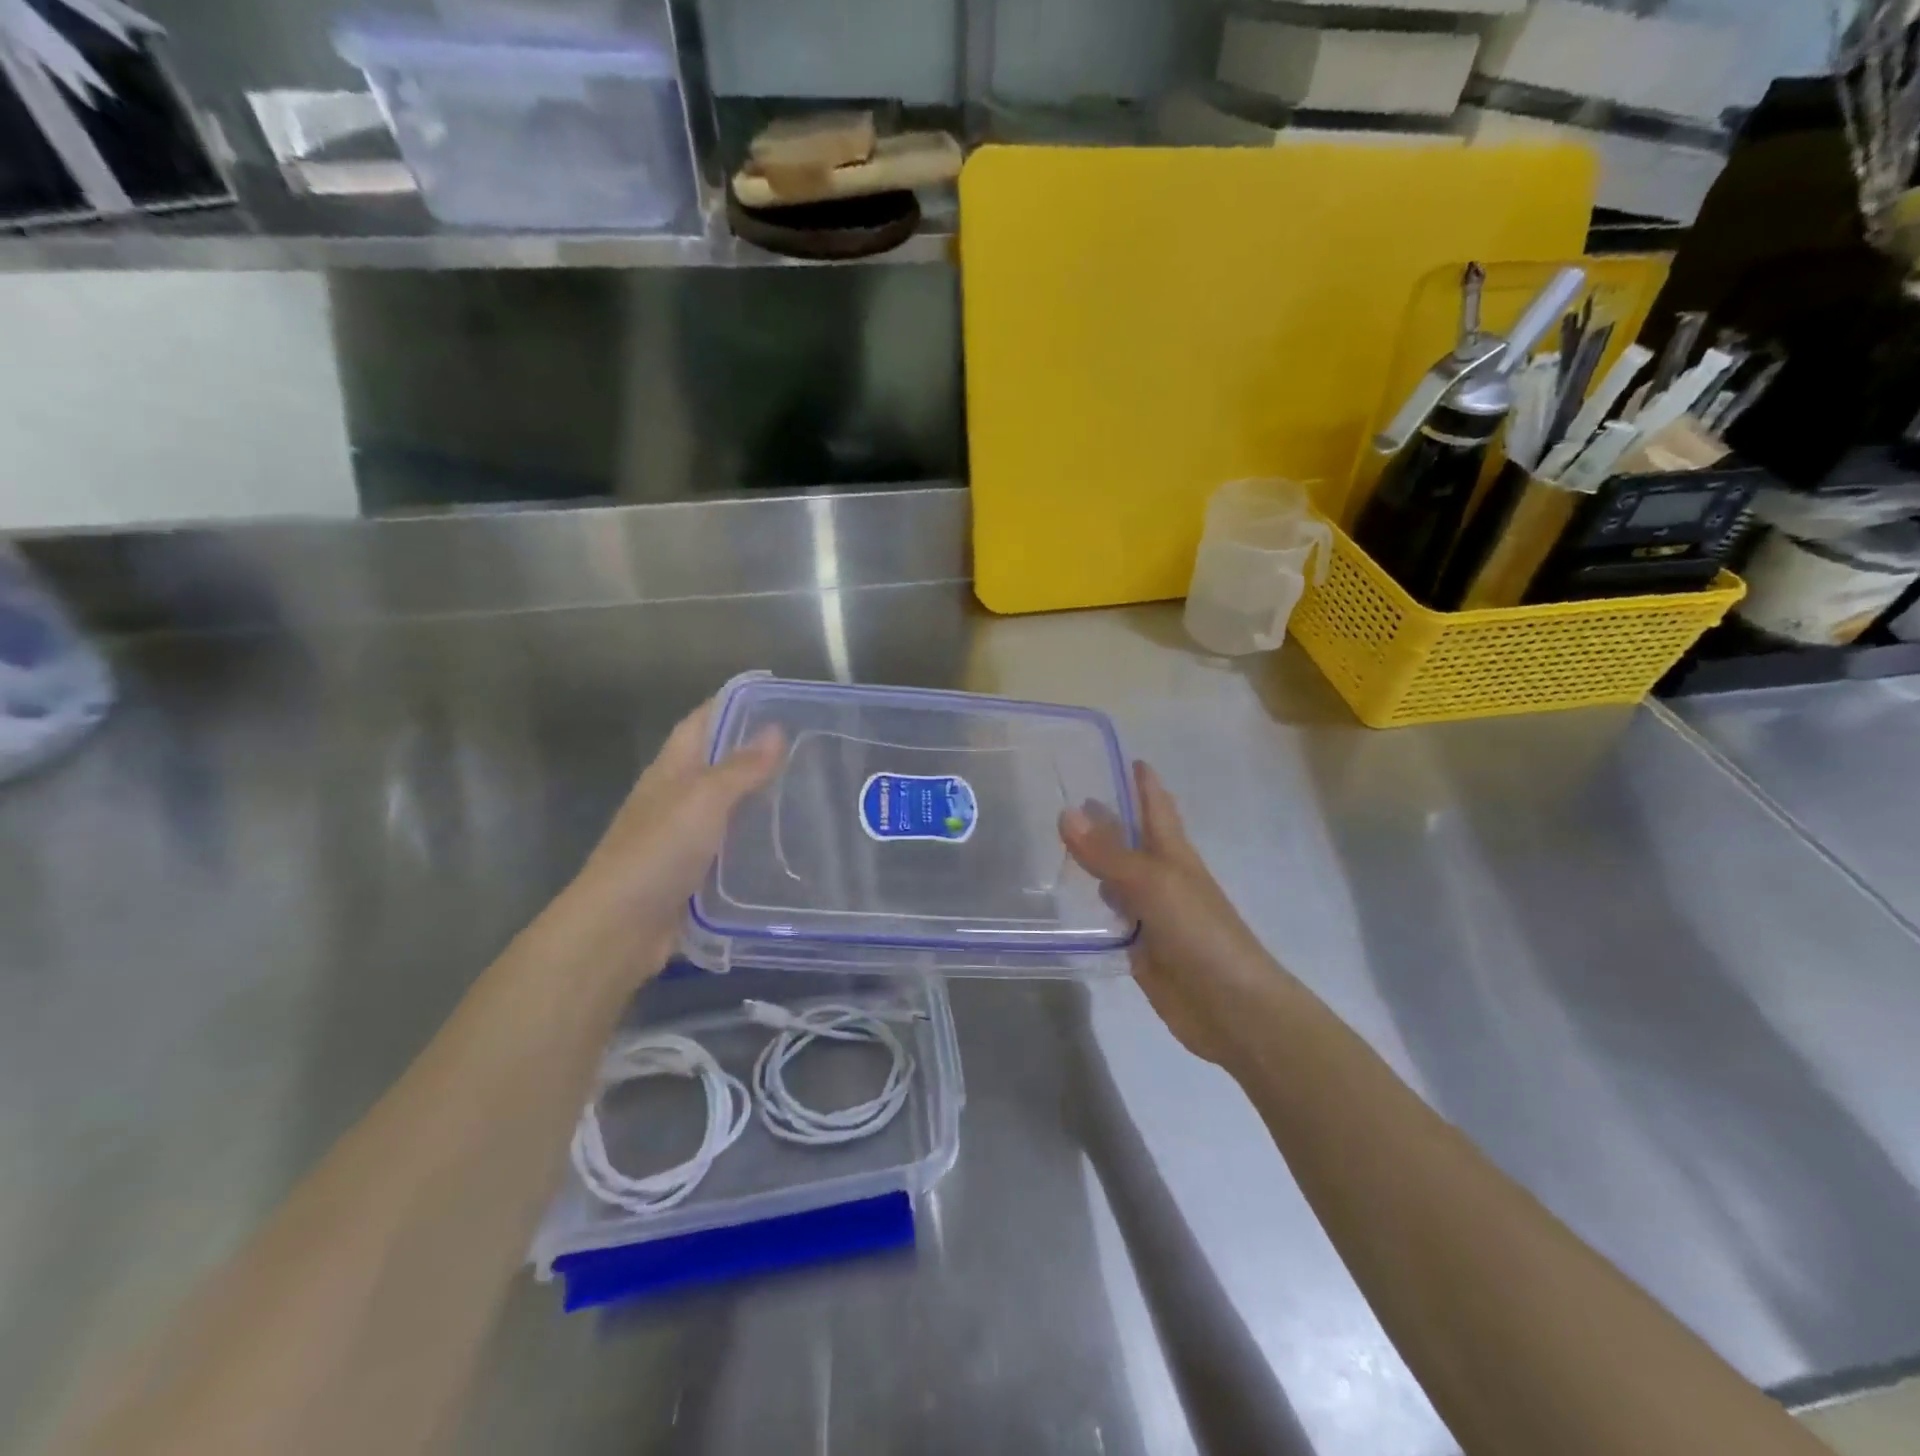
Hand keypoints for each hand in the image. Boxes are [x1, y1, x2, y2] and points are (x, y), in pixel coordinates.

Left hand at [555, 698, 783, 986]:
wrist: (619, 928)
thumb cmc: (658, 852)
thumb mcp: (703, 800)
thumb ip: (740, 768)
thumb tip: (774, 730)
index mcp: (671, 770)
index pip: (702, 722)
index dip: (733, 705)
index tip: (777, 698)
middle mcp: (675, 797)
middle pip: (717, 763)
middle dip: (756, 752)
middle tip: (808, 748)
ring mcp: (683, 837)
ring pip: (726, 807)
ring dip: (759, 799)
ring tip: (808, 793)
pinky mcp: (694, 873)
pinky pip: (730, 848)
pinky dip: (755, 842)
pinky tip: (787, 845)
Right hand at [1060, 760, 1283, 1065]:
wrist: (1231, 1007)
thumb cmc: (1200, 932)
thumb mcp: (1152, 884)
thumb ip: (1109, 853)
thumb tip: (1066, 812)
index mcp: (1173, 854)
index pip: (1156, 806)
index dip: (1143, 781)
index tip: (1122, 756)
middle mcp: (1162, 878)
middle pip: (1132, 840)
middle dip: (1109, 818)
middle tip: (1067, 797)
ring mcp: (1151, 914)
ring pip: (1118, 879)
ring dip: (1096, 861)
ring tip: (1058, 844)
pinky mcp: (1140, 948)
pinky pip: (1111, 918)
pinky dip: (1092, 906)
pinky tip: (1069, 902)